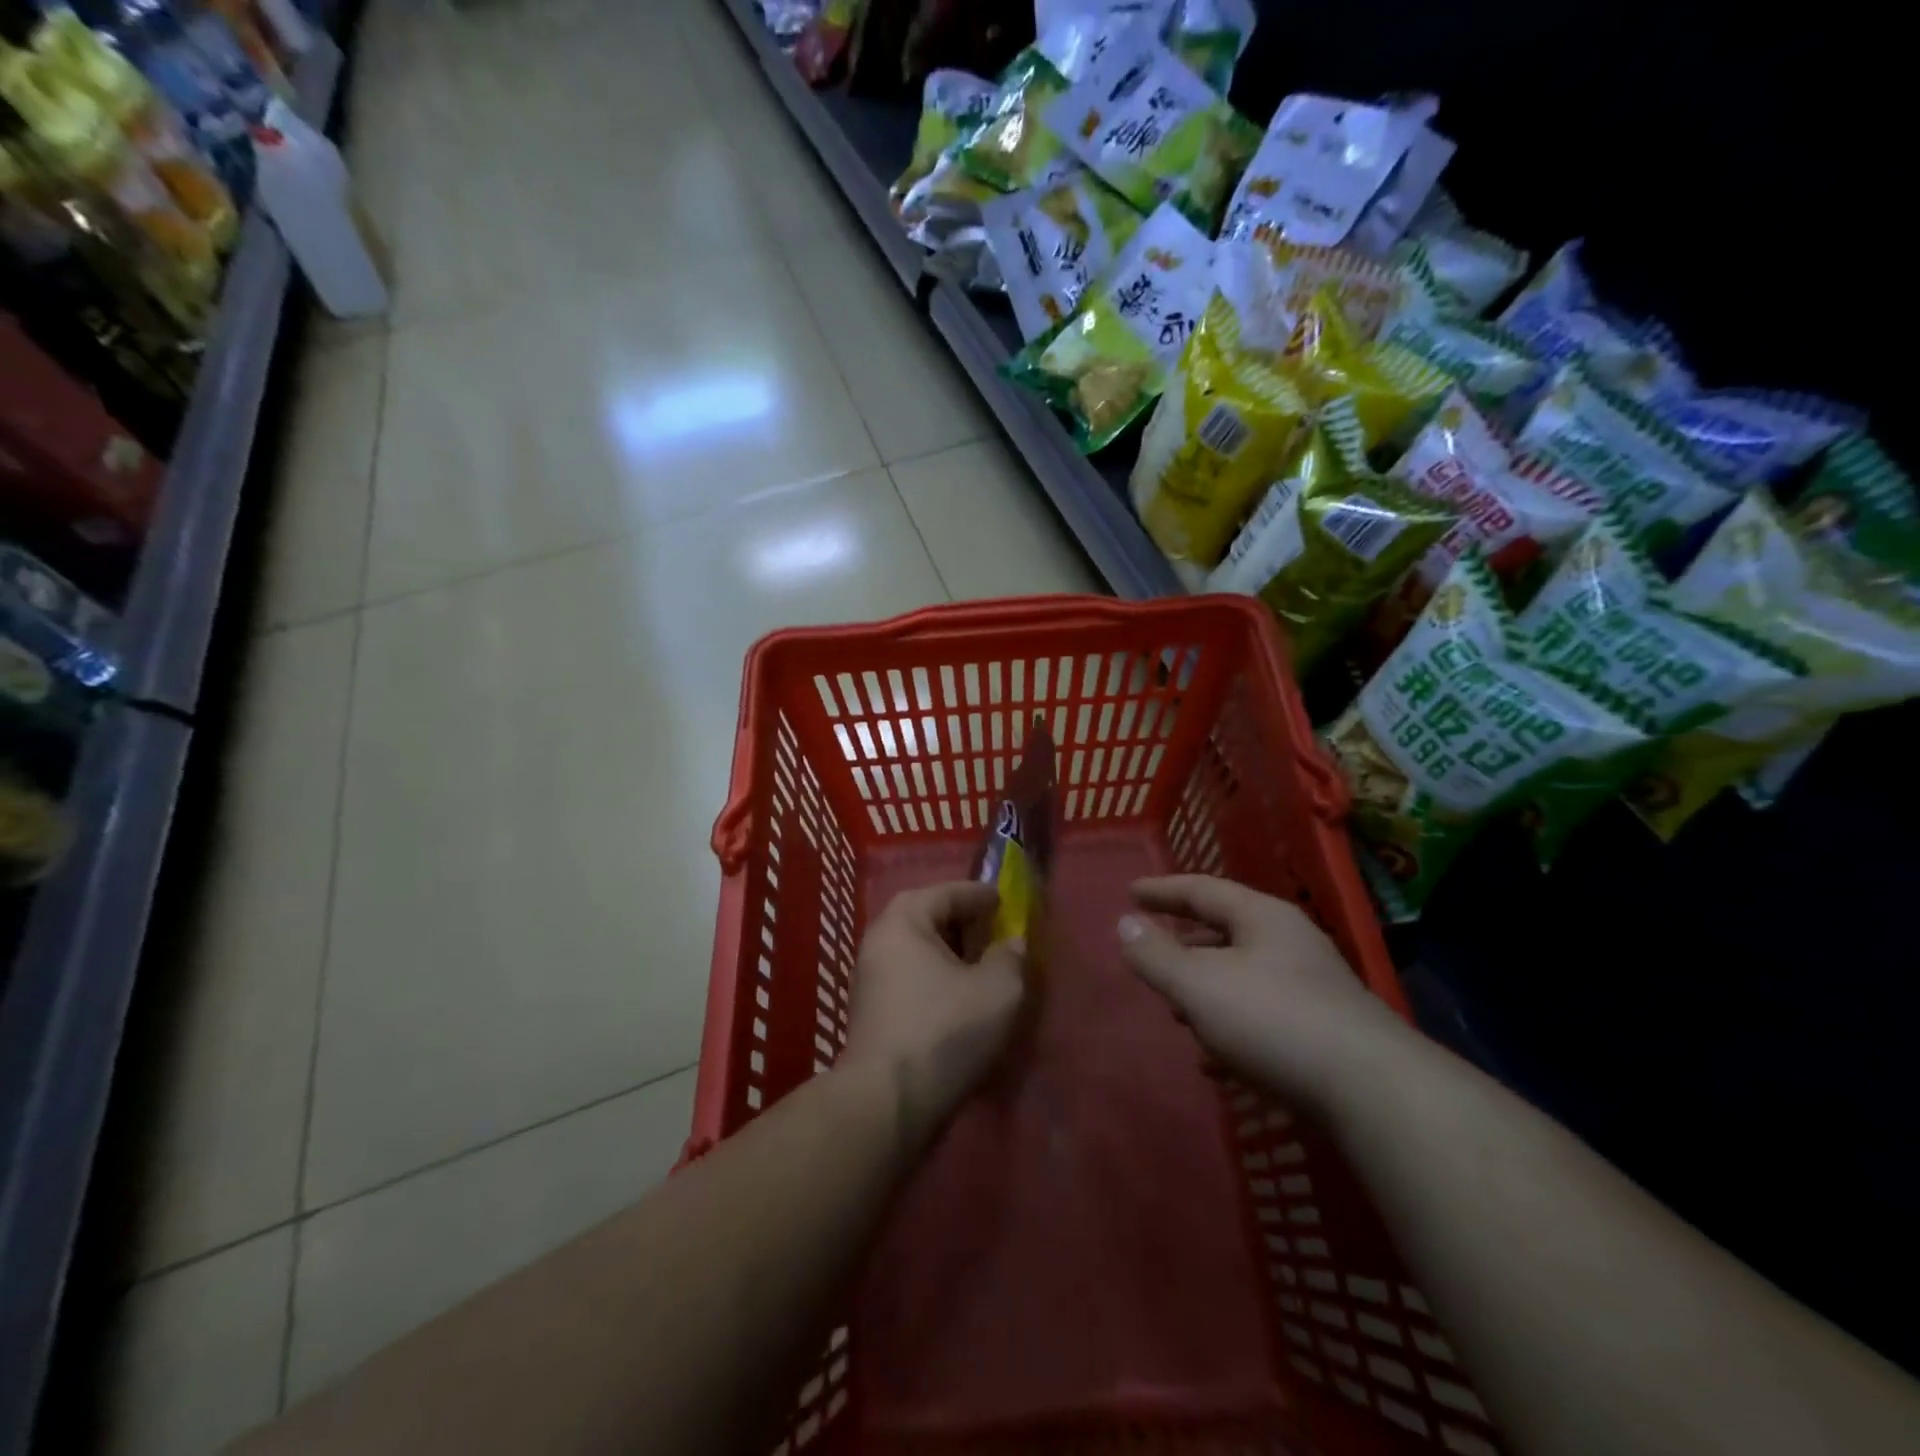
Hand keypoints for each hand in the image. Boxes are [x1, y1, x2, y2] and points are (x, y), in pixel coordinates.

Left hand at [844, 881, 1025, 1146]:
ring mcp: (870, 980)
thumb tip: (1011, 945)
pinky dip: (937, 980)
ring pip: (919, 953)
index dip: (980, 895)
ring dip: (951, 956)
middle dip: (964, 924)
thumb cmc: (944, 1030)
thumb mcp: (998, 989)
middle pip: (927, 919)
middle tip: (996, 933)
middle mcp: (879, 942)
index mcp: (903, 921)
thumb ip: (1010, 957)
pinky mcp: (872, 1014)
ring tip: (984, 968)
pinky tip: (961, 1000)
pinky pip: (911, 980)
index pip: (946, 892)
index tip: (1006, 902)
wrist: (888, 1102)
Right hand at [1118, 875, 1406, 1109]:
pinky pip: (1261, 1020)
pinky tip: (1214, 1062)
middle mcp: (1290, 944)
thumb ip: (1156, 955)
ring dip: (1206, 992)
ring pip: (1243, 979)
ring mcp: (1311, 990)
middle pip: (1225, 933)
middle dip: (1184, 946)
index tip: (1131, 893)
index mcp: (1262, 918)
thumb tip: (1124, 923)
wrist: (1374, 1093)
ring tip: (1176, 1012)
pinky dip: (1231, 1030)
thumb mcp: (1200, 985)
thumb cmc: (1274, 1020)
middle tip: (1152, 955)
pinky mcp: (1323, 1035)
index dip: (1163, 891)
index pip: (1202, 890)